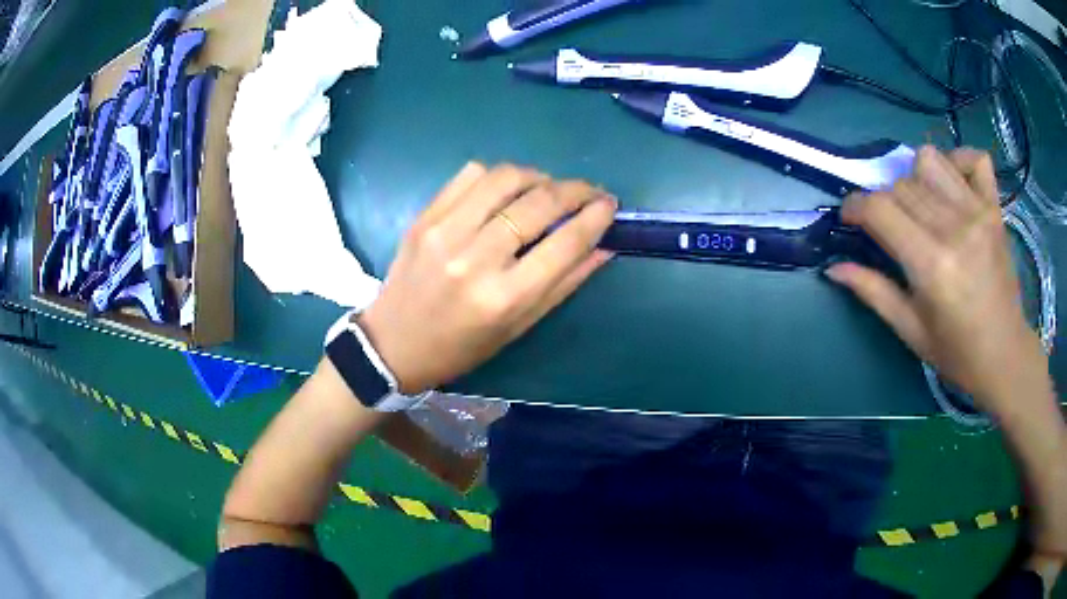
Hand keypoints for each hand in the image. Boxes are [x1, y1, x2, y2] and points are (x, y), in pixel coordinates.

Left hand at [357, 163, 616, 393]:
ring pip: (505, 177)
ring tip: (548, 189)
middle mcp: (475, 258)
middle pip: (538, 203)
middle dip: (575, 190)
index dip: (595, 217)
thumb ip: (565, 283)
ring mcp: (445, 231)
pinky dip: (498, 176)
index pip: (564, 243)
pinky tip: (505, 191)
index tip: (610, 204)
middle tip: (589, 192)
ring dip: (538, 176)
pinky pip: (470, 174)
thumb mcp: (519, 326)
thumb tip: (605, 245)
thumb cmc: (462, 347)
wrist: (394, 343)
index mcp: (504, 297)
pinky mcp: (424, 216)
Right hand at [826, 146, 1048, 413]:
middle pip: (901, 184)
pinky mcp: (994, 208)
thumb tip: (834, 268)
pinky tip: (953, 184)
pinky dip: (958, 161)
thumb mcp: (911, 331)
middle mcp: (954, 228)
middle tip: (890, 227)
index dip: (855, 207)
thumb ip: (874, 292)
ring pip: (930, 160)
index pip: (880, 209)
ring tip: (921, 203)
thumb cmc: (957, 353)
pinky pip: (974, 159)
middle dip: (884, 200)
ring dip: (915, 177)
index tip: (850, 218)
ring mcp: (978, 213)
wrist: (1005, 355)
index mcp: (931, 265)